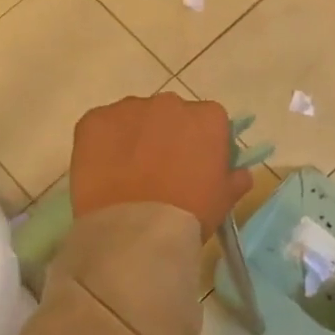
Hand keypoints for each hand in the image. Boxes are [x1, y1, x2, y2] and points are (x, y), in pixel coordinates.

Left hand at [70, 93, 253, 238]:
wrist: (136, 231)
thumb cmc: (190, 214)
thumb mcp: (224, 200)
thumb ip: (235, 179)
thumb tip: (240, 172)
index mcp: (208, 118)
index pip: (209, 121)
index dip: (201, 143)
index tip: (194, 165)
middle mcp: (170, 103)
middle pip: (171, 114)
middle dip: (166, 136)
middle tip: (159, 171)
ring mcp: (129, 109)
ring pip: (134, 118)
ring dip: (134, 137)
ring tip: (127, 174)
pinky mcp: (94, 120)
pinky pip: (101, 126)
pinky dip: (102, 143)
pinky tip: (102, 171)